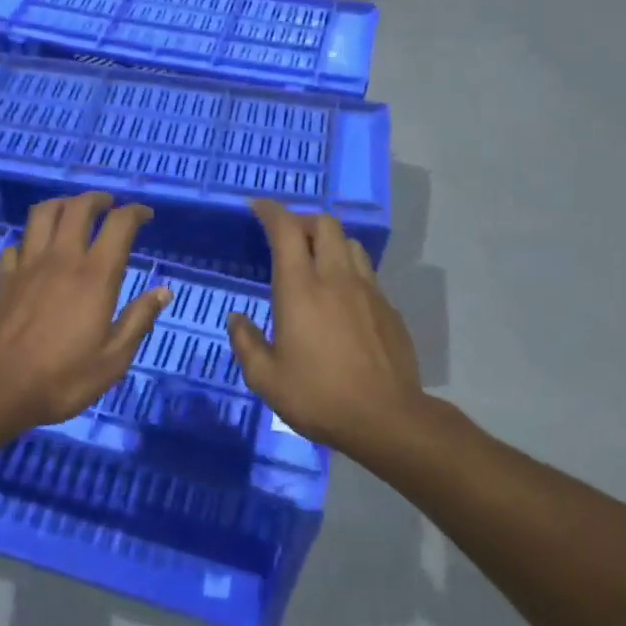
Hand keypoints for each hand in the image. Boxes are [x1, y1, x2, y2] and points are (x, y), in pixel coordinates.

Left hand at [0, 192, 170, 433]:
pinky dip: (30, 240)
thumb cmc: (61, 380)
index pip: (119, 225)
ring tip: (72, 211)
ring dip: (62, 205)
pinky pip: (17, 244)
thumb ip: (139, 320)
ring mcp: (26, 265)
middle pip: (78, 208)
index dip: (135, 212)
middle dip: (97, 199)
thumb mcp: (113, 360)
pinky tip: (34, 252)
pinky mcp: (1, 278)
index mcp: (94, 276)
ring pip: (43, 214)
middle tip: (108, 205)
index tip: (145, 215)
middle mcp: (61, 259)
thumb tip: (163, 291)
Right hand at [226, 199, 424, 458]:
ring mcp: (369, 291)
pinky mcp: (389, 309)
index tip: (257, 207)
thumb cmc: (318, 396)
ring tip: (315, 262)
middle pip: (325, 224)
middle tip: (286, 237)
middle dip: (302, 220)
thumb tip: (236, 319)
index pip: (286, 230)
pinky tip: (342, 299)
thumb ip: (246, 342)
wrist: (386, 418)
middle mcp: (336, 278)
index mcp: (300, 289)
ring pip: (351, 244)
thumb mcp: (265, 378)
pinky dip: (349, 271)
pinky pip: (367, 274)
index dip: (270, 211)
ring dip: (329, 242)